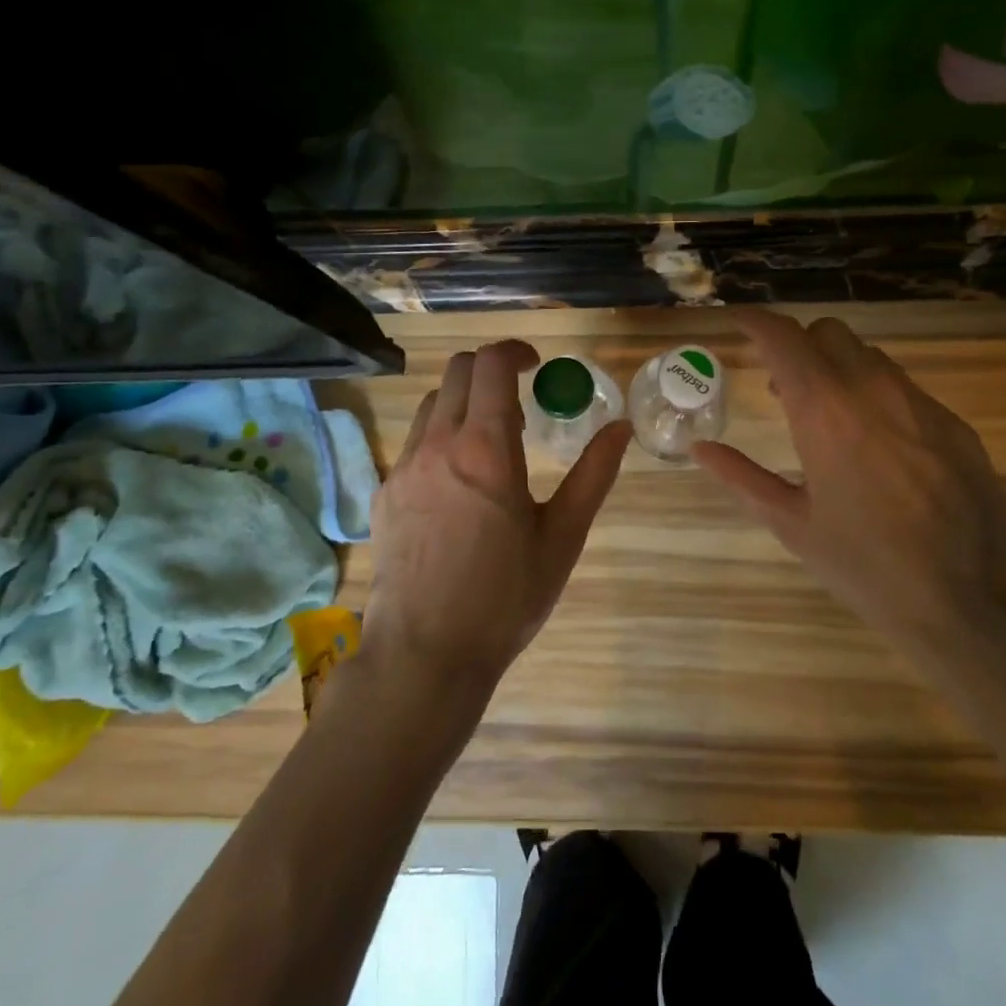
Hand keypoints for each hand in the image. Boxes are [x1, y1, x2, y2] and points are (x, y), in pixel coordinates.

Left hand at [364, 340, 629, 696]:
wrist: (425, 653)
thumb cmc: (505, 598)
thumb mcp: (562, 537)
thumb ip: (593, 475)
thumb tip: (620, 428)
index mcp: (486, 449)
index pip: (491, 365)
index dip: (515, 351)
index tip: (536, 365)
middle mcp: (438, 444)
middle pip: (457, 371)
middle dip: (490, 369)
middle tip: (519, 402)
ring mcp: (404, 467)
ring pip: (432, 404)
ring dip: (464, 402)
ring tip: (490, 442)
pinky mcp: (385, 492)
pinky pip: (414, 441)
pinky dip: (440, 436)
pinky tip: (458, 483)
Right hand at [691, 311, 1005, 651]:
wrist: (973, 599)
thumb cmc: (866, 565)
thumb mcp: (792, 524)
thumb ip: (741, 477)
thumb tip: (700, 448)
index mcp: (824, 411)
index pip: (784, 338)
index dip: (756, 321)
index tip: (739, 322)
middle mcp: (872, 391)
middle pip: (828, 333)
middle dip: (798, 344)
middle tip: (781, 384)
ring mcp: (919, 403)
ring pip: (869, 355)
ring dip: (837, 367)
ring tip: (827, 415)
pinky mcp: (953, 423)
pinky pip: (903, 387)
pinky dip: (875, 394)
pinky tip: (876, 445)